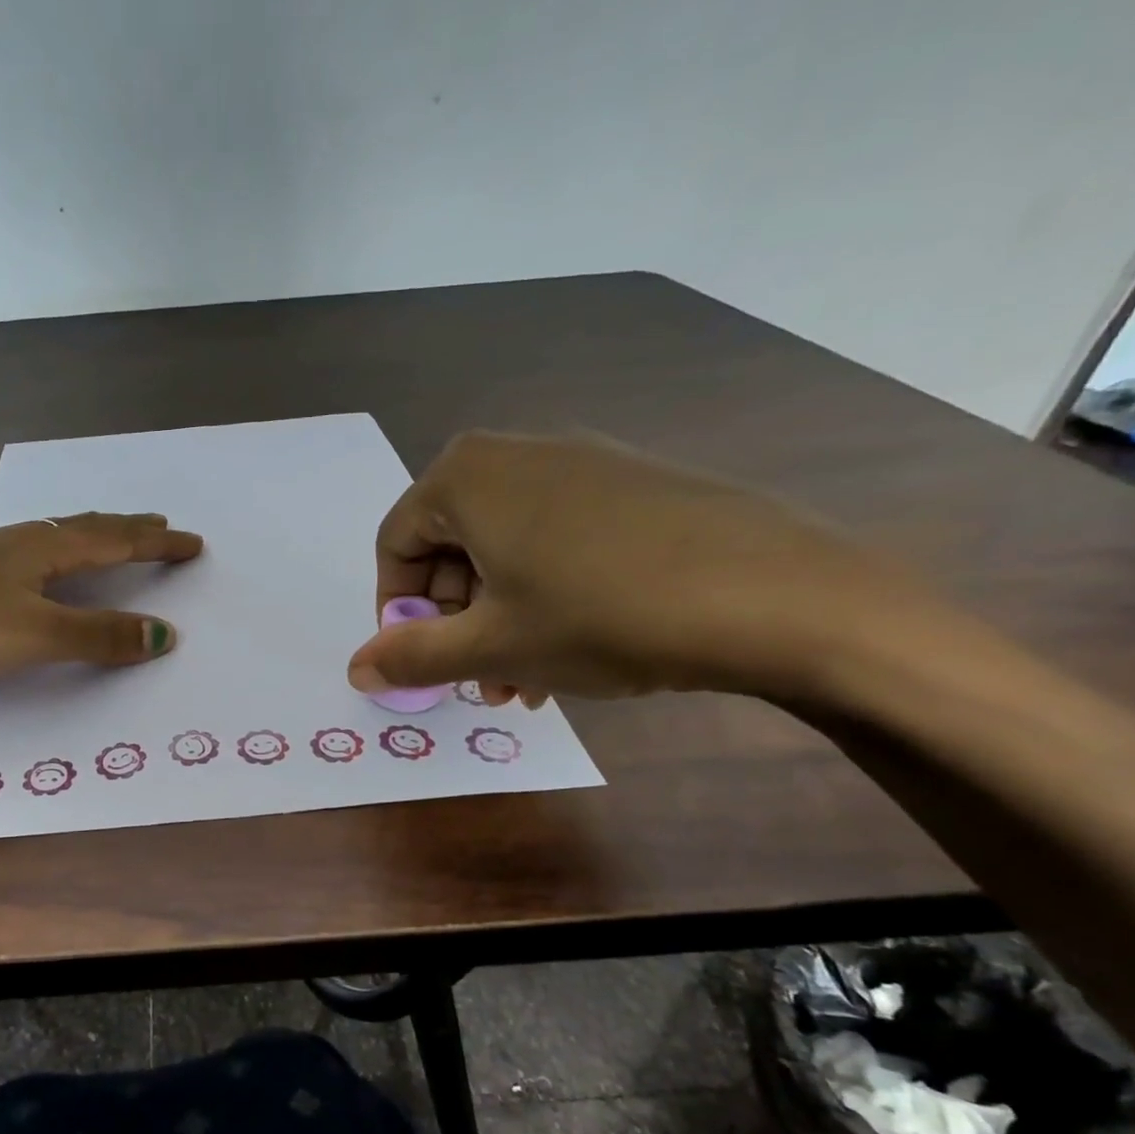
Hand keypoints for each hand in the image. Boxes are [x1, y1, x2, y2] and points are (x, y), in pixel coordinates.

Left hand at [0, 511, 203, 684]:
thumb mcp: (33, 634)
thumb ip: (98, 636)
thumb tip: (165, 634)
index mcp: (44, 550)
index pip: (116, 542)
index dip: (157, 544)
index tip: (193, 542)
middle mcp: (19, 542)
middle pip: (86, 528)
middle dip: (127, 530)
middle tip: (158, 527)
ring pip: (53, 538)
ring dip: (91, 538)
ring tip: (108, 539)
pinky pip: (26, 554)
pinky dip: (54, 555)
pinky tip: (34, 567)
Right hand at [347, 431, 925, 704]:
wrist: (779, 595)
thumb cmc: (601, 614)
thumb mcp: (491, 646)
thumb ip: (412, 656)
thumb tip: (355, 670)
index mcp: (466, 475)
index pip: (396, 544)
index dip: (398, 610)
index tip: (421, 660)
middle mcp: (516, 452)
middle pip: (451, 547)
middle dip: (456, 623)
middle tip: (477, 681)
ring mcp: (581, 461)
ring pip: (505, 550)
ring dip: (499, 620)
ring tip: (524, 682)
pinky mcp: (632, 483)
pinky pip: (557, 539)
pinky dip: (545, 594)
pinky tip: (573, 647)